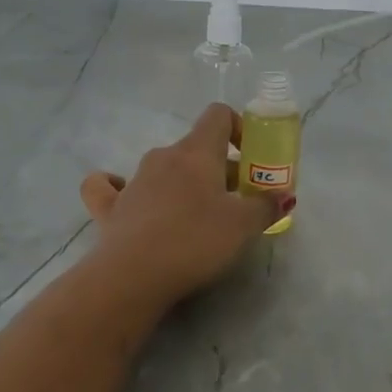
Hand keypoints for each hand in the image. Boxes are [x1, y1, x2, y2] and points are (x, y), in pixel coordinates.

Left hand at [78, 104, 292, 305]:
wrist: (132, 275)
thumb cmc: (195, 240)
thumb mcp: (243, 226)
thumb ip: (265, 206)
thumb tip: (282, 196)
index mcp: (196, 152)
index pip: (218, 115)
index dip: (238, 128)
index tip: (250, 158)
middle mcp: (163, 157)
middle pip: (196, 149)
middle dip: (218, 169)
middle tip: (235, 202)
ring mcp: (133, 180)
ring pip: (163, 169)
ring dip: (182, 184)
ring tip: (196, 217)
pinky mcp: (109, 206)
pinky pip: (109, 187)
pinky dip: (117, 187)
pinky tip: (124, 197)